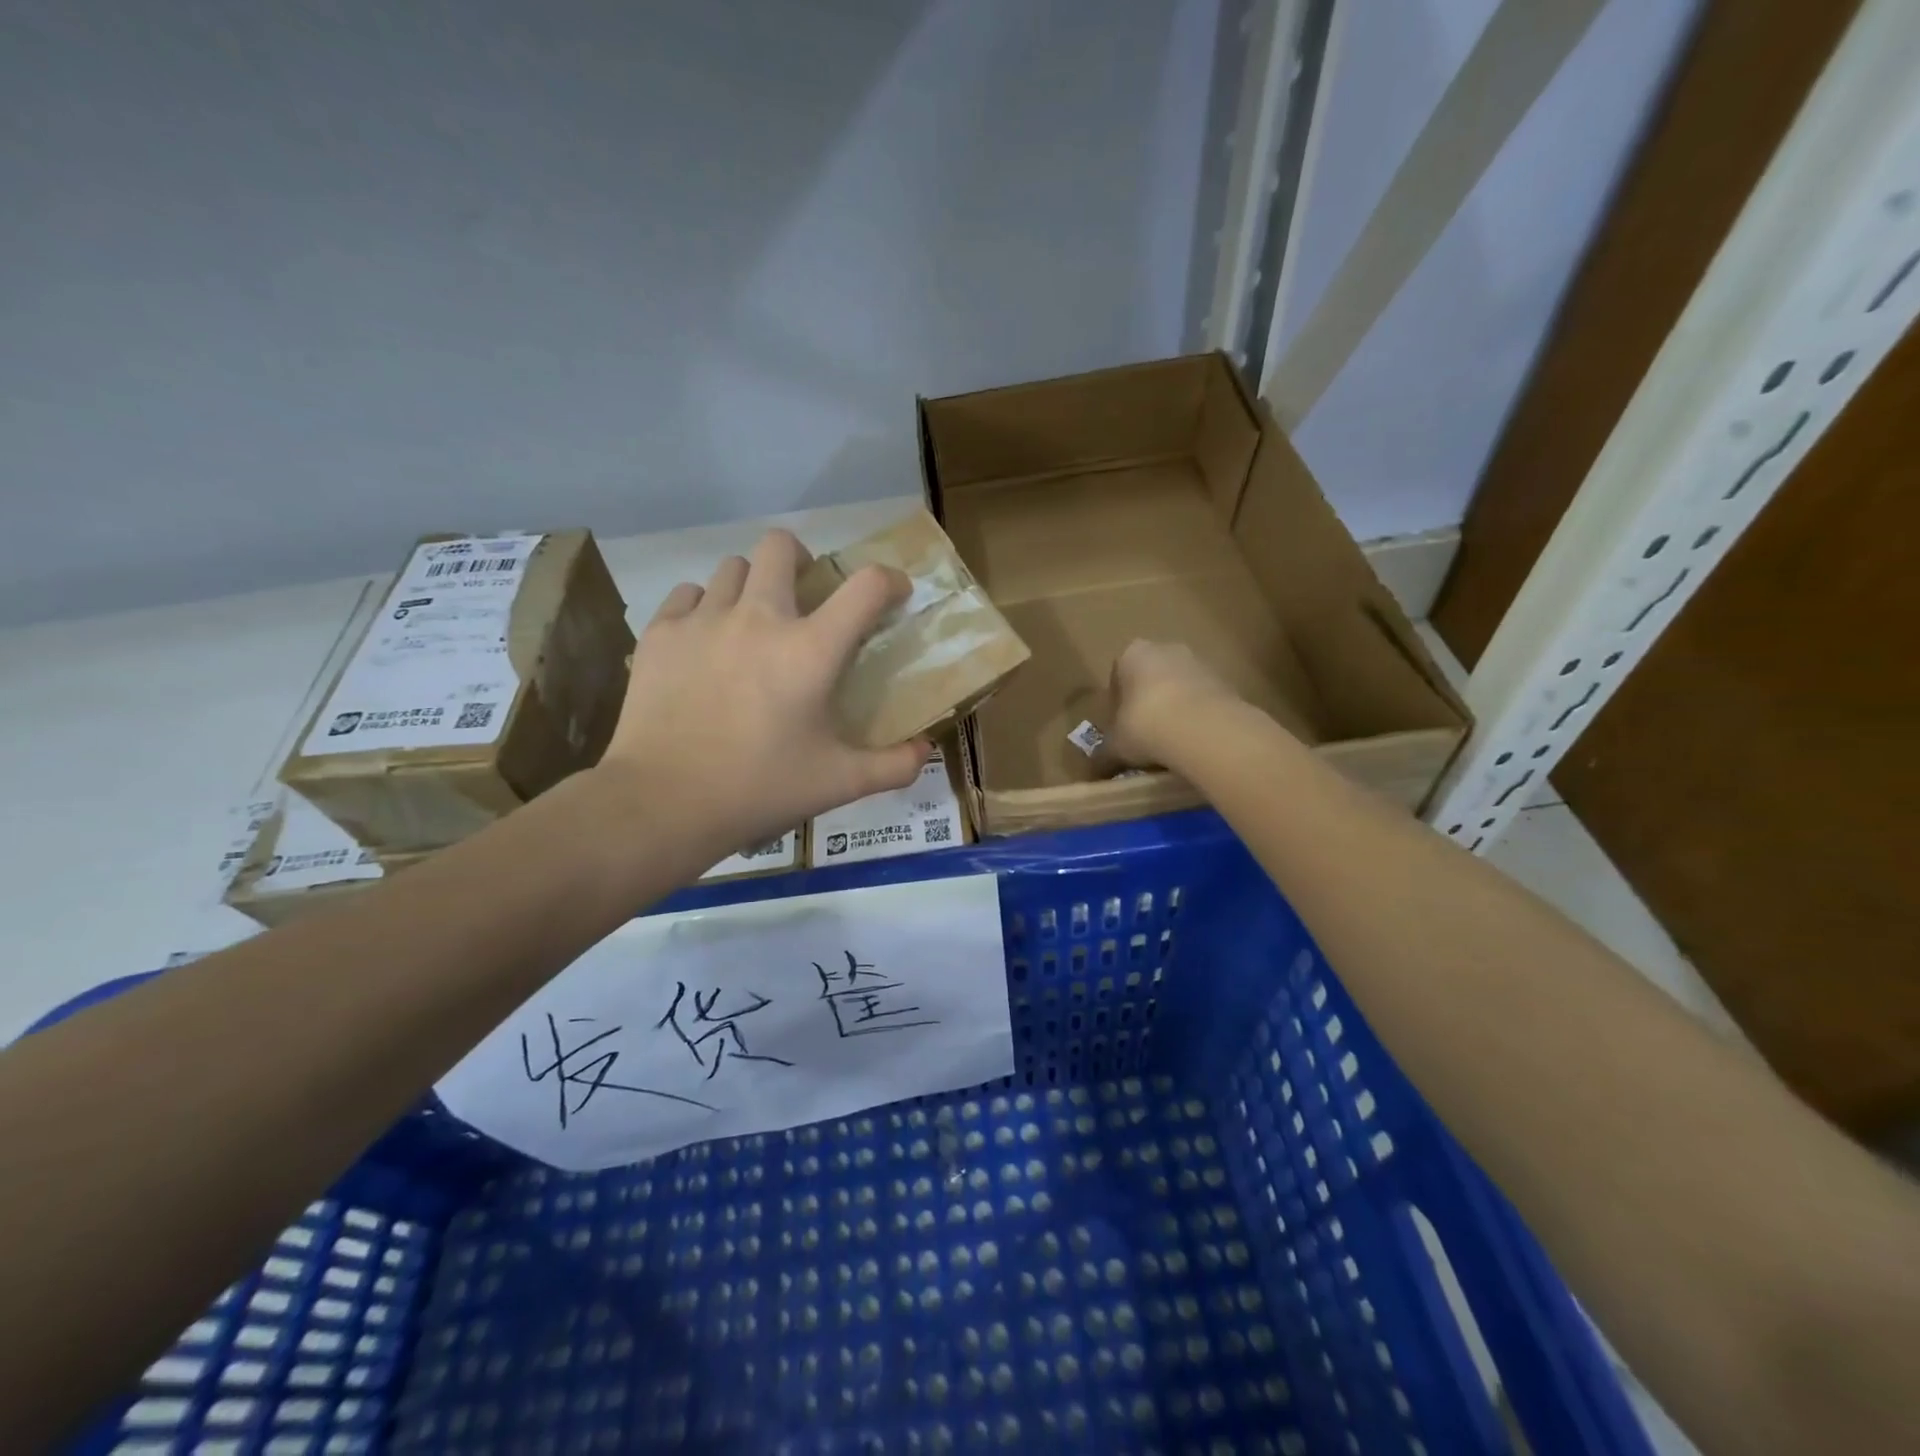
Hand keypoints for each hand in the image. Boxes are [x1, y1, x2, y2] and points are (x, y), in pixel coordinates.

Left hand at [596, 529, 930, 870]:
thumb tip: (926, 750)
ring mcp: (703, 620)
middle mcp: (759, 617)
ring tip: (751, 624)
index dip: (890, 581)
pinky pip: (688, 595)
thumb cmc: (759, 789)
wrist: (663, 803)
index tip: (893, 595)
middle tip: (805, 596)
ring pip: (732, 568)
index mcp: (810, 650)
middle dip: (802, 559)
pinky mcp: (660, 634)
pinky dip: (704, 608)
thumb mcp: (839, 783)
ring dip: (752, 585)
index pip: (866, 587)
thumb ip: (893, 765)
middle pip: (781, 546)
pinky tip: (706, 643)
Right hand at [1104, 639, 1244, 768]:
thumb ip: (1103, 755)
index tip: (1120, 728)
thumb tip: (1092, 770)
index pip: (1118, 675)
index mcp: (1133, 654)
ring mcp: (1201, 664)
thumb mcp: (1115, 747)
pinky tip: (1194, 743)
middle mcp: (1167, 649)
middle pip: (1152, 678)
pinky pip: (1204, 702)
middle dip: (1148, 703)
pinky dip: (1198, 719)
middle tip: (1144, 736)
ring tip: (1171, 744)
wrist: (1204, 730)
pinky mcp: (1227, 683)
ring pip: (1180, 689)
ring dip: (1175, 711)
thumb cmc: (1145, 726)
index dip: (1117, 704)